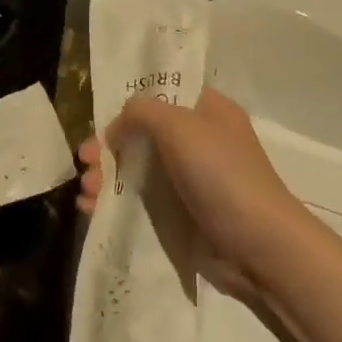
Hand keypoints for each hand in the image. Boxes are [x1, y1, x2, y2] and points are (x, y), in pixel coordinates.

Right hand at [77, 88, 303, 302]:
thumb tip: (115, 127)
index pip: (164, 95)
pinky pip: (137, 202)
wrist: (257, 246)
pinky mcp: (178, 215)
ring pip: (134, 170)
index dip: (130, 104)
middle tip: (84, 160)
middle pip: (141, 136)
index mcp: (208, 113)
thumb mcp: (180, 126)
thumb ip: (142, 113)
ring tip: (87, 191)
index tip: (101, 119)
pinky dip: (112, 203)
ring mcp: (187, 182)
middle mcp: (198, 143)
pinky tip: (91, 209)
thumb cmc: (222, 176)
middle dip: (108, 147)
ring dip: (105, 177)